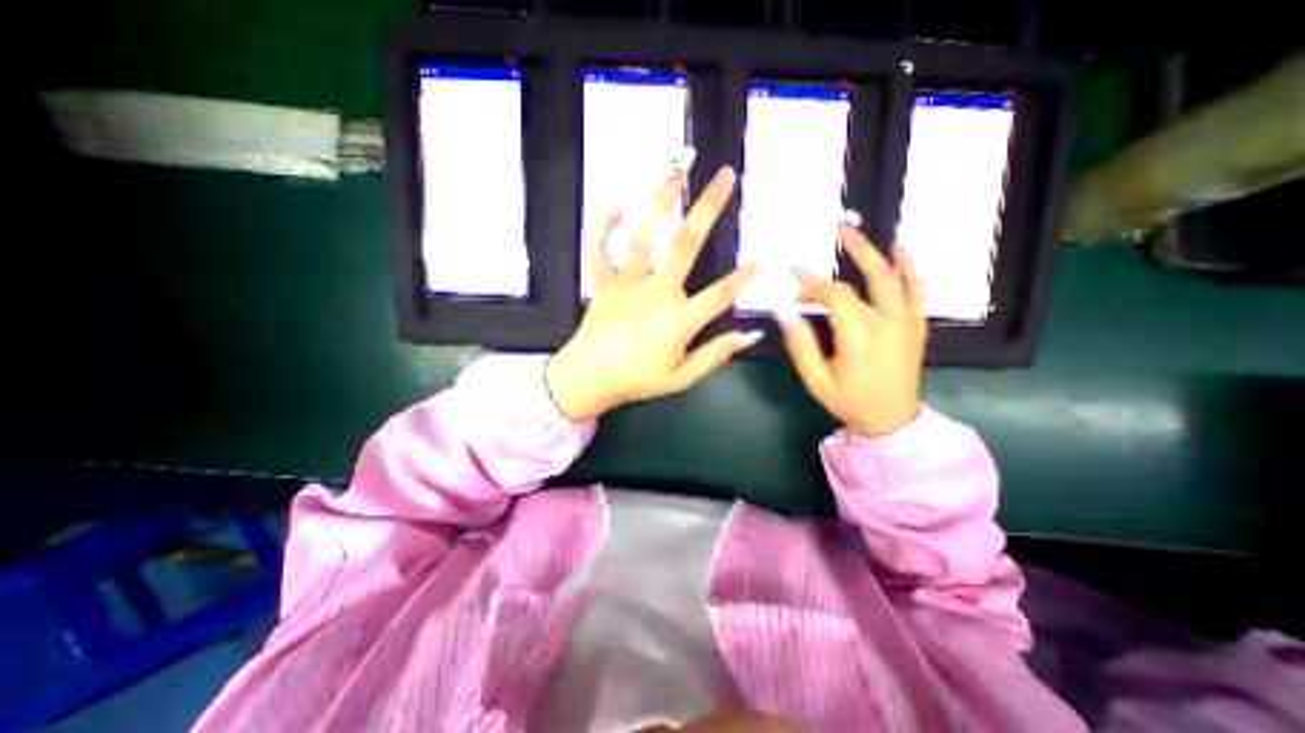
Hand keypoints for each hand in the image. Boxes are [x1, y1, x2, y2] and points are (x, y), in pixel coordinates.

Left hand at [544, 163, 766, 419]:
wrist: (588, 379)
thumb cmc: (637, 381)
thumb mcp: (680, 379)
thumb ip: (714, 356)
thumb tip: (748, 336)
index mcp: (677, 320)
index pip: (719, 295)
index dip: (742, 278)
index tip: (760, 260)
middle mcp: (655, 293)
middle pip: (685, 245)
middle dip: (708, 208)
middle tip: (724, 176)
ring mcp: (626, 284)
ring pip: (643, 235)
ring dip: (660, 201)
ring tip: (676, 171)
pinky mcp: (603, 282)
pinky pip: (598, 249)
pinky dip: (603, 226)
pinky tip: (618, 206)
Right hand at [774, 228, 926, 434]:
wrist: (892, 420)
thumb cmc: (849, 402)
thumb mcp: (816, 380)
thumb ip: (800, 346)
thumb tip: (784, 313)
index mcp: (860, 336)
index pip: (835, 296)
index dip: (812, 287)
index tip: (796, 292)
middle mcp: (887, 322)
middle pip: (866, 278)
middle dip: (849, 254)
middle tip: (836, 233)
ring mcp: (907, 321)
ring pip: (894, 277)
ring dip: (876, 252)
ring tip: (858, 234)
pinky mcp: (917, 324)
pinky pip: (917, 289)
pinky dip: (909, 267)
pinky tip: (900, 249)